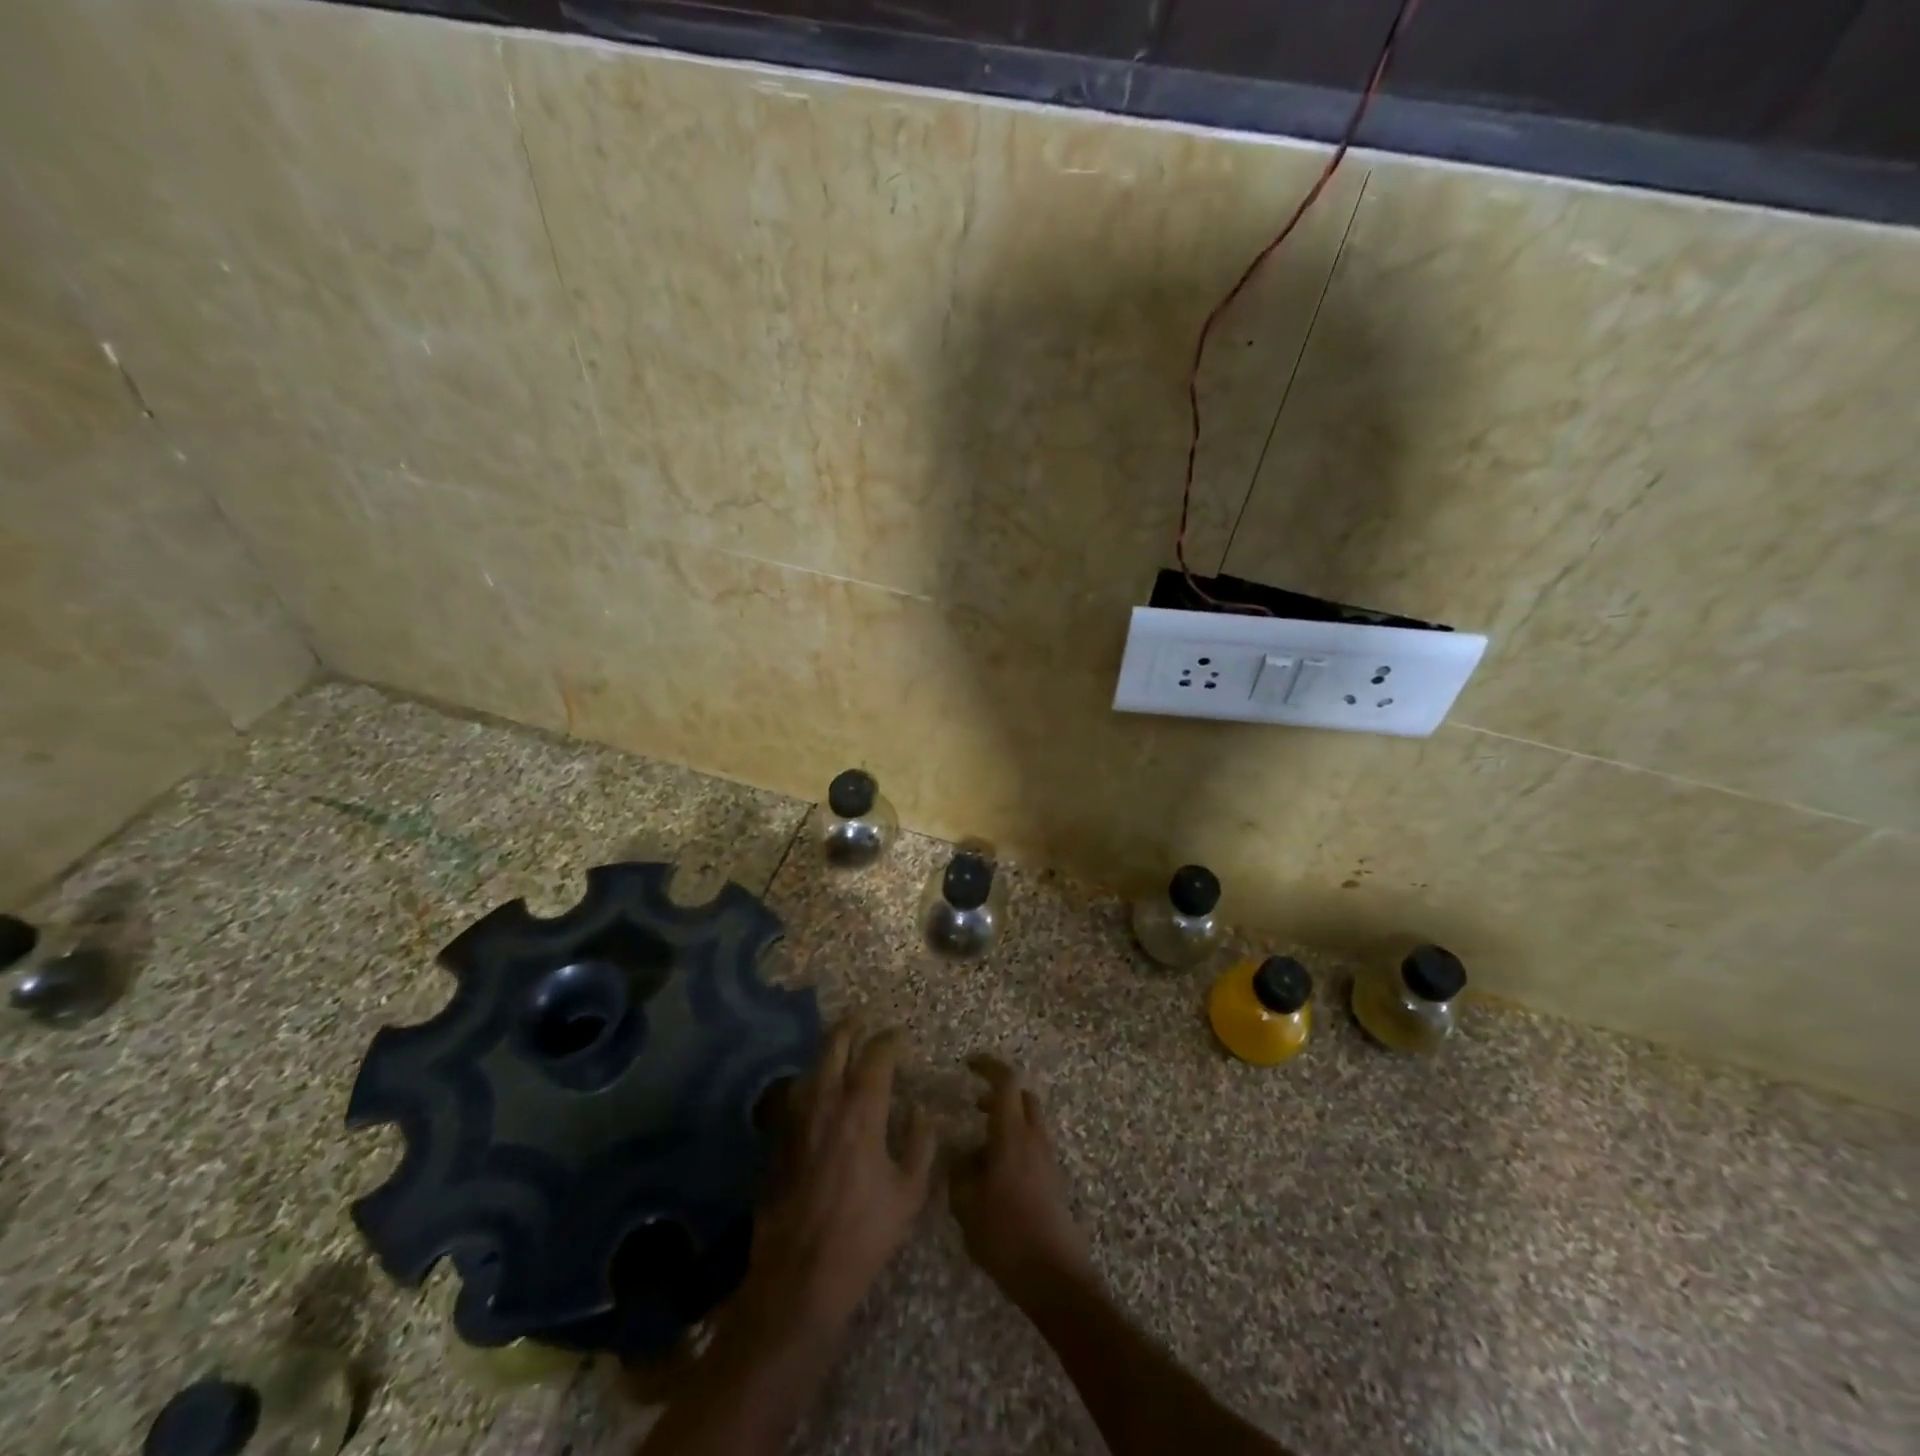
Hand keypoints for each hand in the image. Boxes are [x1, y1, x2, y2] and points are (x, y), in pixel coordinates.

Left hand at [741, 1021, 936, 1335]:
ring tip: (840, 1047)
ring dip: (827, 1052)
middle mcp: (826, 1104)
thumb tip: (919, 1110)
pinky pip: (796, 1095)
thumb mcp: (908, 1193)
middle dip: (850, 1028)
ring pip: (811, 1068)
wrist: (801, 1274)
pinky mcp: (779, 1140)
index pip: (876, 1058)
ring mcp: (797, 1120)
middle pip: (834, 1048)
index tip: (899, 1036)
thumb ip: (920, 1144)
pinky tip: (817, 1089)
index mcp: (862, 1112)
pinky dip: (810, 1081)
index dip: (888, 1041)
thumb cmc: (864, 1234)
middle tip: (861, 1018)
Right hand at [949, 1055, 1094, 1302]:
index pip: (1006, 1081)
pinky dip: (1014, 1143)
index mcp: (1012, 1134)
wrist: (1053, 1276)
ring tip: (979, 1147)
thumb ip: (959, 1172)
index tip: (968, 1064)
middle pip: (1022, 1097)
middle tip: (974, 1105)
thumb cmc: (1005, 1235)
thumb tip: (961, 1154)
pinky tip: (994, 1174)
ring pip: (1029, 1121)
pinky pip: (1033, 1145)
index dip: (988, 1065)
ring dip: (1007, 1120)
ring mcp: (1047, 1158)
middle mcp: (1034, 1138)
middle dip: (998, 1093)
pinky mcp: (1053, 1179)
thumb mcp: (966, 1205)